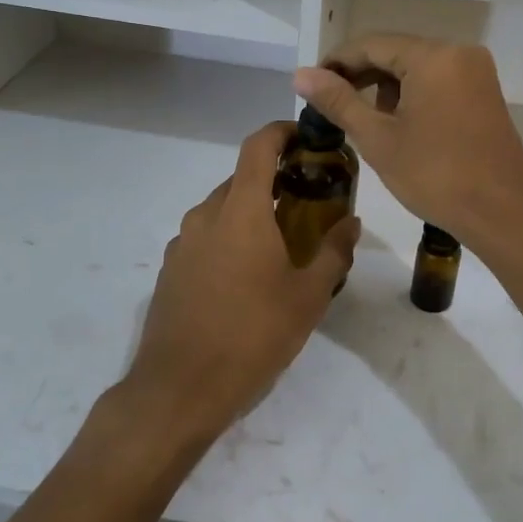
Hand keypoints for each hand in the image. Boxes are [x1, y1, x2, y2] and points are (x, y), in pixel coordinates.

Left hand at [123, 121, 359, 444]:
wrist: (179, 389)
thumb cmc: (252, 336)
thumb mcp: (308, 297)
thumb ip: (333, 252)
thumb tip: (352, 223)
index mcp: (241, 211)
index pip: (258, 146)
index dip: (283, 131)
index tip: (308, 139)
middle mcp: (206, 215)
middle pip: (242, 178)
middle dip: (275, 179)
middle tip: (308, 200)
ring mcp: (182, 243)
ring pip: (222, 209)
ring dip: (252, 211)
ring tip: (281, 242)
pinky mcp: (170, 270)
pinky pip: (206, 237)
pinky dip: (230, 238)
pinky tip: (247, 276)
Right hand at [294, 35, 522, 253]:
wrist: (504, 212)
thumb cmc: (437, 175)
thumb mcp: (379, 139)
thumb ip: (339, 101)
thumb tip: (302, 74)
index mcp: (434, 56)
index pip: (372, 44)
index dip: (336, 62)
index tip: (310, 86)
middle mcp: (459, 53)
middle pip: (396, 52)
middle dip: (361, 76)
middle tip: (328, 105)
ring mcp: (476, 73)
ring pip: (417, 68)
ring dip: (386, 87)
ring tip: (361, 120)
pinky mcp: (484, 93)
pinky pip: (438, 82)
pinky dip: (412, 96)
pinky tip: (396, 124)